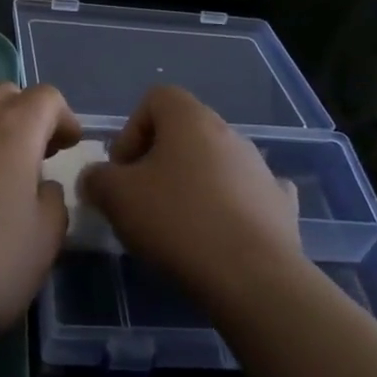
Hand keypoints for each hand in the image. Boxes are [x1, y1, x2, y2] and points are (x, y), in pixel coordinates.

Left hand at [0, 83, 80, 355]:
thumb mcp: (42, 244)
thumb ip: (54, 205)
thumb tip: (42, 188)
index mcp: (11, 132)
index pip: (46, 97)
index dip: (65, 118)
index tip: (70, 148)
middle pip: (6, 96)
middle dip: (29, 118)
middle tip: (40, 158)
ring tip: (4, 185)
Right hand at [78, 86, 301, 310]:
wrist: (253, 277)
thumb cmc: (177, 222)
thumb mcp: (116, 197)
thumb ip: (97, 179)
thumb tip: (96, 179)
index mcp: (190, 118)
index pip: (155, 99)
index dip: (131, 131)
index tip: (122, 171)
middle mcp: (229, 132)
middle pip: (185, 133)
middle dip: (158, 162)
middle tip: (142, 201)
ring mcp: (260, 168)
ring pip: (215, 164)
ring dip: (194, 184)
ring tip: (179, 227)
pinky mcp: (280, 204)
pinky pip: (249, 194)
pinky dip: (233, 206)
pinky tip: (222, 234)